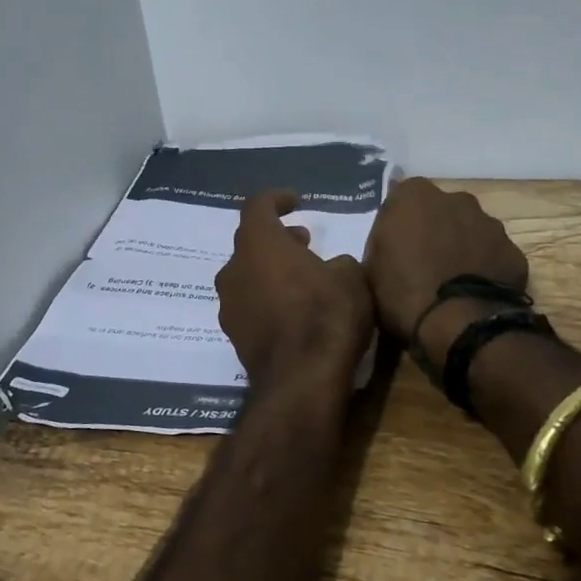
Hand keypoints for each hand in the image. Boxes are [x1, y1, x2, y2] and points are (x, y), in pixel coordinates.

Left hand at [215, 190, 372, 386]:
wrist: (301, 381)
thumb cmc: (326, 315)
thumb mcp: (351, 278)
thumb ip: (338, 262)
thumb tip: (331, 267)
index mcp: (258, 243)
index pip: (257, 205)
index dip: (277, 199)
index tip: (296, 201)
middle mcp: (233, 269)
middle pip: (250, 242)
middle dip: (277, 239)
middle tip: (304, 243)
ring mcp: (229, 304)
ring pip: (247, 275)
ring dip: (271, 270)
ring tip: (302, 279)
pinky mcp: (233, 335)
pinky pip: (249, 304)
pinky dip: (267, 299)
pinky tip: (293, 312)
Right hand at [364, 177, 529, 349]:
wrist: (459, 324)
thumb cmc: (403, 292)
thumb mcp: (371, 267)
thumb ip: (382, 242)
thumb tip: (391, 241)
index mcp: (415, 196)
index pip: (402, 198)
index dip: (399, 223)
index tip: (395, 246)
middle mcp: (456, 199)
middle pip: (441, 210)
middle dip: (434, 229)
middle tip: (424, 262)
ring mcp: (490, 224)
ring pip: (471, 230)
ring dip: (462, 247)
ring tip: (452, 281)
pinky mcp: (513, 252)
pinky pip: (493, 255)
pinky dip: (485, 268)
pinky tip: (475, 294)